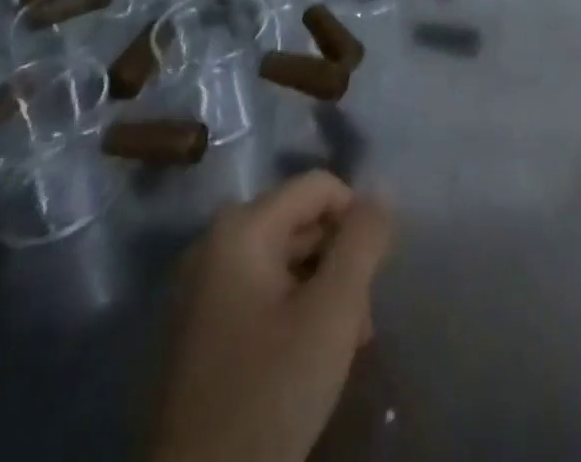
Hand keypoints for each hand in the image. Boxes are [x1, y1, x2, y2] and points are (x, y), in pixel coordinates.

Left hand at [149, 172, 392, 461]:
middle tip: (360, 322)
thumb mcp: (333, 312)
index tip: (373, 277)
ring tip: (344, 345)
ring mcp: (200, 288)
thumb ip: (363, 242)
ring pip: (285, 260)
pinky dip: (292, 312)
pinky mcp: (198, 329)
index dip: (357, 221)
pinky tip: (308, 358)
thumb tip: (382, 192)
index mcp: (240, 227)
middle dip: (340, 263)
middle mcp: (214, 243)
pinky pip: (260, 293)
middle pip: (302, 223)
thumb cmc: (268, 393)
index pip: (320, 187)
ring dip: (322, 292)